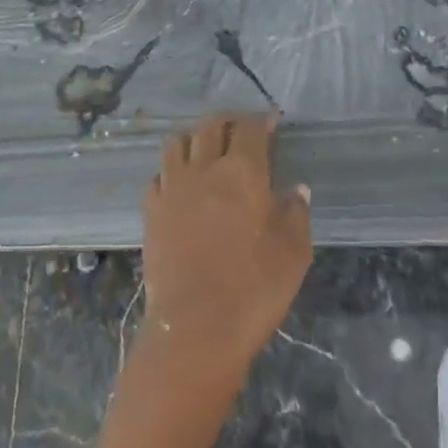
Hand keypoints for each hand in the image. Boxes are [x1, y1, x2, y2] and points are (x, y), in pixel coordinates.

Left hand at [140, 112, 311, 386]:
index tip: (270, 120)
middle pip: (210, 126)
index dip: (261, 120)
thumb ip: (295, 213)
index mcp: (242, 172)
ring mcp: (172, 187)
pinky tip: (179, 183)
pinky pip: (158, 175)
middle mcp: (204, 168)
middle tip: (239, 128)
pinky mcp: (151, 210)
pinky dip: (170, 171)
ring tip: (205, 147)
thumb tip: (296, 189)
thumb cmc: (254, 289)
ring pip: (177, 142)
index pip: (250, 129)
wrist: (196, 327)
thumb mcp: (293, 252)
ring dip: (194, 137)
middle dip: (227, 121)